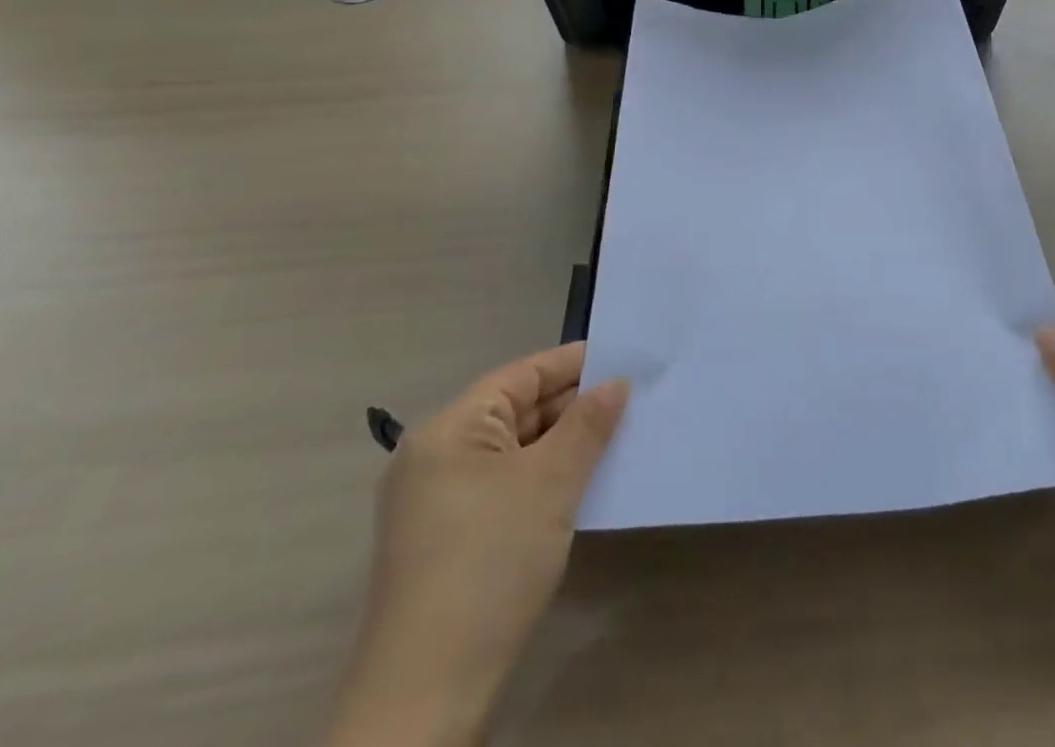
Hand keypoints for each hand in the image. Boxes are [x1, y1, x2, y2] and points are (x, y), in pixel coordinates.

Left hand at [327, 343, 627, 746]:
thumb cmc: (490, 564)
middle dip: (572, 405)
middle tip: (630, 399)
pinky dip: (541, 477)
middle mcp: (435, 455)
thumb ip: (587, 424)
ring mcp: (435, 501)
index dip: (573, 363)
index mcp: (449, 429)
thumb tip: (615, 383)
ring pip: (511, 451)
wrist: (424, 696)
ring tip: (616, 436)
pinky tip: (580, 483)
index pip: (521, 375)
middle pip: (515, 411)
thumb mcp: (551, 484)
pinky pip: (502, 485)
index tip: (622, 356)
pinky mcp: (444, 540)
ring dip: (561, 444)